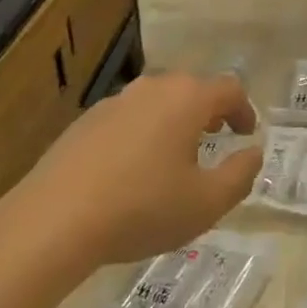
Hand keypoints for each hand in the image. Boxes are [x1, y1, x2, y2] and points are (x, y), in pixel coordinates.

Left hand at [16, 72, 262, 267]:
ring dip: (175, 121)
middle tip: (217, 139)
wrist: (53, 220)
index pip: (229, 89)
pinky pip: (129, 118)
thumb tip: (253, 152)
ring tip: (177, 156)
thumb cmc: (141, 208)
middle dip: (210, 111)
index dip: (244, 110)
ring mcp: (116, 101)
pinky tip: (135, 168)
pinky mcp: (86, 120)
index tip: (247, 134)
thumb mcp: (206, 203)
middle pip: (192, 89)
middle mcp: (153, 87)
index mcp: (187, 99)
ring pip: (158, 101)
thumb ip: (240, 175)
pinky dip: (144, 133)